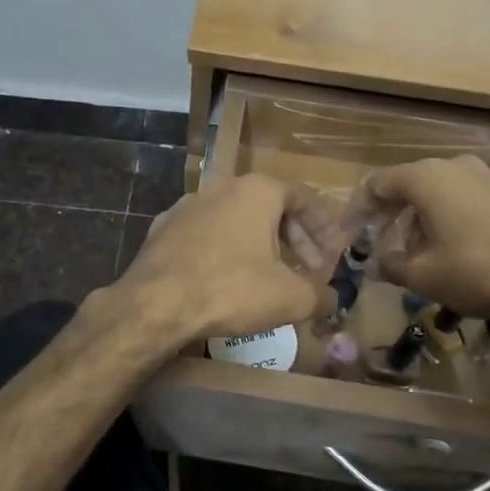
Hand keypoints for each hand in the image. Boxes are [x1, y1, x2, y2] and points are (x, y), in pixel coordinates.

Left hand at [116, 175, 340, 342]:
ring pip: (235, 220)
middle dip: (294, 238)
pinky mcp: (163, 229)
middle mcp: (221, 187)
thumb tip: (333, 301)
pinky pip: (206, 235)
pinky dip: (224, 251)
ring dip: (259, 244)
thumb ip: (319, 296)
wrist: (155, 303)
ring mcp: (187, 206)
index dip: (324, 226)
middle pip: (269, 206)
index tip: (334, 253)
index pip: (303, 197)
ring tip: (270, 275)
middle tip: (308, 269)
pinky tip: (226, 279)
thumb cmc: (232, 289)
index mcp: (257, 191)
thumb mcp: (290, 298)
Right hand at [343, 156, 489, 317]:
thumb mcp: (424, 276)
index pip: (377, 184)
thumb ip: (392, 265)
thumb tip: (381, 262)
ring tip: (422, 251)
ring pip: (443, 192)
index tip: (351, 233)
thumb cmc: (478, 270)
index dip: (359, 209)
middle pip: (411, 185)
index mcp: (426, 178)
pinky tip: (458, 247)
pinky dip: (454, 217)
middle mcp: (456, 166)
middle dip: (393, 215)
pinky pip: (470, 198)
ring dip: (424, 218)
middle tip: (383, 243)